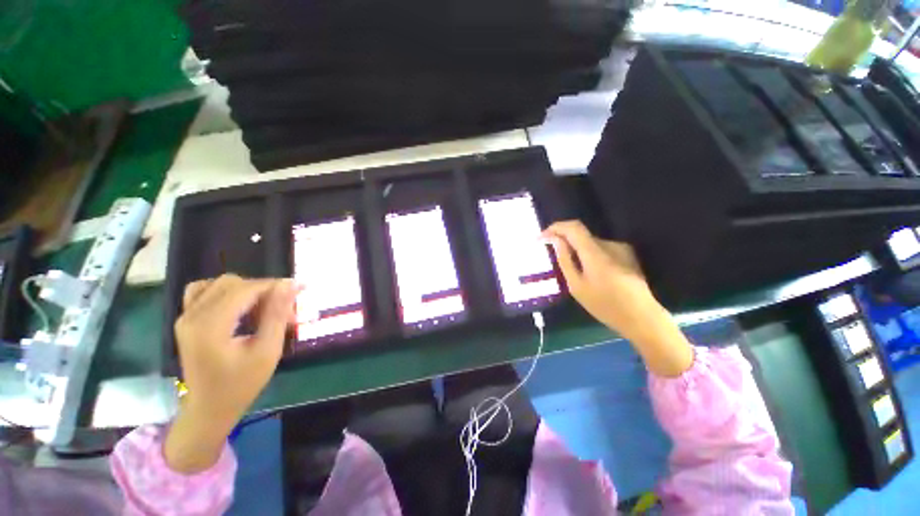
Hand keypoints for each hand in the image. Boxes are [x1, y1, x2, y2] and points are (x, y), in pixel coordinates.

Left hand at [164, 274, 296, 472]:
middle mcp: (192, 315)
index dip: (276, 285)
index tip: (301, 289)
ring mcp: (186, 317)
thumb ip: (276, 314)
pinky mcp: (187, 320)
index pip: (246, 289)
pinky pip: (204, 292)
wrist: (209, 408)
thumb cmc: (241, 384)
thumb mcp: (267, 350)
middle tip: (285, 310)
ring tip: (263, 309)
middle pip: (233, 283)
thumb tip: (290, 284)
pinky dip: (226, 292)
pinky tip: (240, 306)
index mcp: (210, 325)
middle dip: (264, 291)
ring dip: (247, 291)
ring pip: (219, 285)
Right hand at [543, 221, 692, 376]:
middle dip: (564, 240)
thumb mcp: (576, 286)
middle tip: (551, 253)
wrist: (641, 317)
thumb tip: (556, 240)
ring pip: (590, 242)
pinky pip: (600, 249)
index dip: (555, 228)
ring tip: (570, 268)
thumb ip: (565, 260)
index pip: (573, 227)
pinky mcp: (627, 254)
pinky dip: (588, 254)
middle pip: (581, 234)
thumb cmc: (604, 305)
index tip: (542, 237)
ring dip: (576, 249)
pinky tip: (589, 272)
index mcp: (595, 252)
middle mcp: (610, 244)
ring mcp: (621, 248)